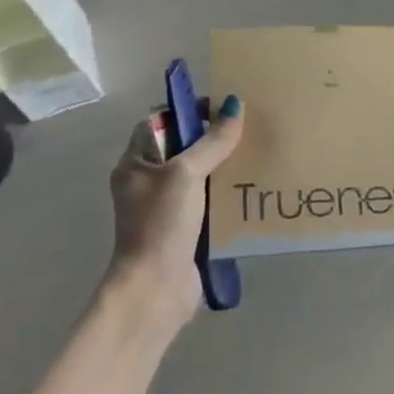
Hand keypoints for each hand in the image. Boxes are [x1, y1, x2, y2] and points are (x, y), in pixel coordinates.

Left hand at [102, 95, 244, 327]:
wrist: (155, 288)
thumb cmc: (161, 223)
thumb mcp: (186, 174)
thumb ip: (212, 141)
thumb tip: (235, 105)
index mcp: (136, 163)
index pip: (161, 123)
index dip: (188, 111)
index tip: (223, 109)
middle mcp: (148, 182)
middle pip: (184, 148)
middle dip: (214, 139)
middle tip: (248, 130)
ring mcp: (167, 208)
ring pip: (200, 176)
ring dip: (225, 167)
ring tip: (257, 155)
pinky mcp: (186, 230)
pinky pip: (210, 202)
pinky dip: (228, 195)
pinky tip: (252, 189)